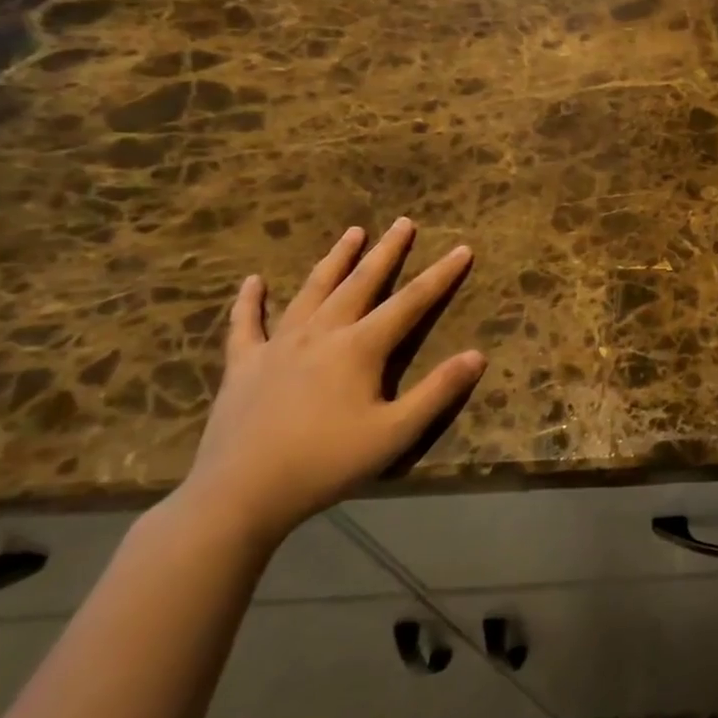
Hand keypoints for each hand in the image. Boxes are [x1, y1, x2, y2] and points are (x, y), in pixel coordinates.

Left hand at [178, 218, 485, 545]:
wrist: (240, 494)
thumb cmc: (326, 463)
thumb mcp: (395, 434)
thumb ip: (438, 392)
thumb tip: (478, 355)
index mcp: (360, 347)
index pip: (411, 302)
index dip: (441, 275)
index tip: (462, 249)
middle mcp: (322, 333)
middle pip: (361, 283)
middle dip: (387, 252)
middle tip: (403, 223)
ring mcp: (278, 345)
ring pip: (313, 291)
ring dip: (335, 260)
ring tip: (352, 233)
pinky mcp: (244, 365)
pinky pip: (246, 324)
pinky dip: (250, 301)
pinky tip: (253, 281)